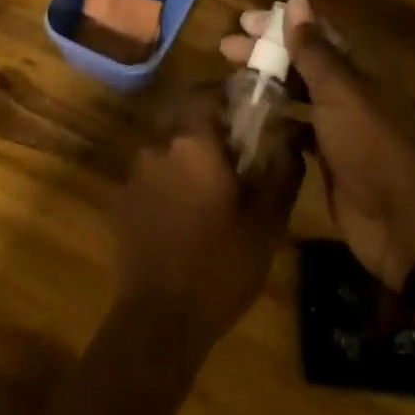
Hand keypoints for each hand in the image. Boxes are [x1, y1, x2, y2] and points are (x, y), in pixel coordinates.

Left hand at [112, 88, 303, 351]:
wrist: (160, 321)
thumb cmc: (220, 265)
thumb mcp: (267, 222)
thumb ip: (283, 171)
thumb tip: (293, 135)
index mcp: (193, 142)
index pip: (207, 93)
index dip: (228, 97)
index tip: (249, 111)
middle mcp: (158, 146)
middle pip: (185, 120)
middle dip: (209, 131)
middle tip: (236, 156)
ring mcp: (134, 174)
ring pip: (167, 150)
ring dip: (188, 160)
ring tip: (211, 192)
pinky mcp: (121, 202)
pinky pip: (151, 178)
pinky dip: (168, 185)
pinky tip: (184, 216)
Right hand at [222, 0, 414, 287]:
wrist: (397, 220)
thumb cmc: (369, 144)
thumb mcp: (339, 91)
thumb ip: (314, 49)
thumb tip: (296, 1)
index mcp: (360, 65)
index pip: (317, 30)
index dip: (282, 22)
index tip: (245, 21)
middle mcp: (350, 86)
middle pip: (303, 57)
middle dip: (266, 49)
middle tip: (227, 46)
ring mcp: (339, 119)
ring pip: (298, 88)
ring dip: (267, 78)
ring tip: (231, 74)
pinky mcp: (327, 150)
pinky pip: (296, 122)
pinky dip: (275, 114)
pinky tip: (249, 112)